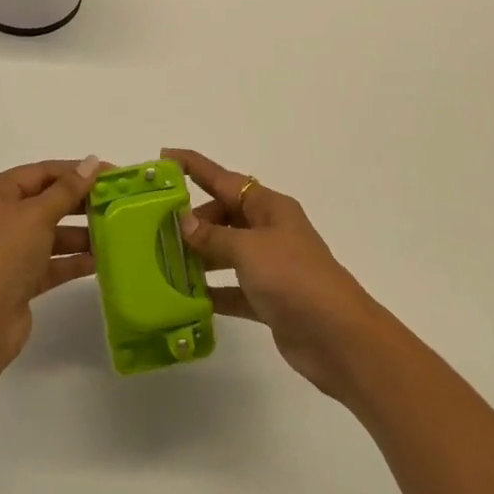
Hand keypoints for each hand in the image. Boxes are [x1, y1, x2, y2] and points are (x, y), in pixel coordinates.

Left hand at [0, 158, 101, 367]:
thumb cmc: (3, 254)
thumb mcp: (37, 214)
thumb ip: (67, 189)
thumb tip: (91, 162)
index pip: (40, 172)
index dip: (75, 171)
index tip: (110, 173)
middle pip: (45, 202)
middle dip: (79, 203)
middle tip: (116, 202)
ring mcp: (5, 251)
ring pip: (49, 234)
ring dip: (79, 234)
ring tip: (114, 231)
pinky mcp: (17, 280)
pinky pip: (50, 262)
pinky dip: (72, 260)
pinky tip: (100, 260)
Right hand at [166, 148, 390, 399]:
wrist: (337, 336)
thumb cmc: (294, 278)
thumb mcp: (249, 249)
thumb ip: (214, 236)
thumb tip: (184, 221)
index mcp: (269, 207)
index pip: (224, 179)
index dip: (194, 166)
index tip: (164, 157)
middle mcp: (269, 230)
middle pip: (224, 214)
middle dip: (193, 219)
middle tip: (156, 228)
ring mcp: (270, 265)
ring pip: (226, 251)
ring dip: (199, 256)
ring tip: (163, 262)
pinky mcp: (269, 298)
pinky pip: (232, 287)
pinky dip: (212, 291)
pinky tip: (187, 298)